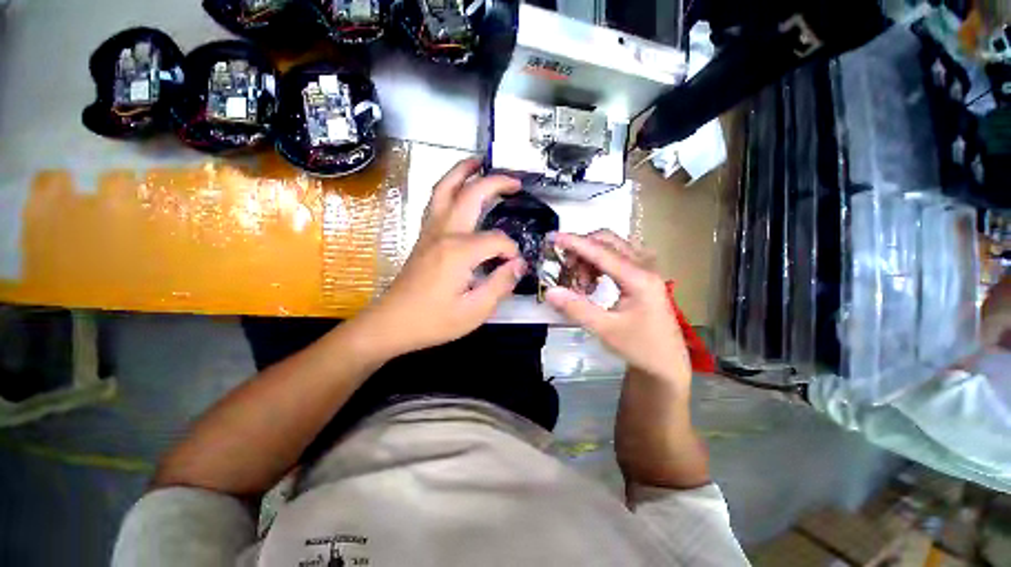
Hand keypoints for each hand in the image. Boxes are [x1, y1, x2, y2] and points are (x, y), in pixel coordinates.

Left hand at [358, 158, 524, 355]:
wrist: (392, 323)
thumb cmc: (434, 321)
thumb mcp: (475, 311)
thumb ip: (501, 284)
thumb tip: (518, 264)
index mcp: (459, 252)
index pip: (497, 240)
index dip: (511, 252)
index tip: (514, 267)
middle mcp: (444, 233)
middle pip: (471, 194)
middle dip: (495, 182)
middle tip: (515, 182)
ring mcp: (430, 231)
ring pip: (445, 189)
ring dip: (463, 171)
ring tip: (480, 162)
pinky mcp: (423, 237)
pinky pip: (436, 202)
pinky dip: (449, 187)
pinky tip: (458, 190)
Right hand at [545, 231, 690, 389]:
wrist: (667, 362)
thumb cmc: (640, 347)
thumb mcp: (605, 330)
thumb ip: (576, 308)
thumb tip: (550, 291)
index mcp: (639, 278)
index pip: (601, 251)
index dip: (575, 243)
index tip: (552, 237)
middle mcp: (645, 266)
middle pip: (607, 241)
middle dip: (582, 250)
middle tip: (566, 271)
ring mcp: (646, 269)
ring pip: (611, 247)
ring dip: (590, 258)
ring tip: (581, 285)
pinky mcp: (643, 275)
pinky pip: (617, 257)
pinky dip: (598, 264)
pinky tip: (593, 283)